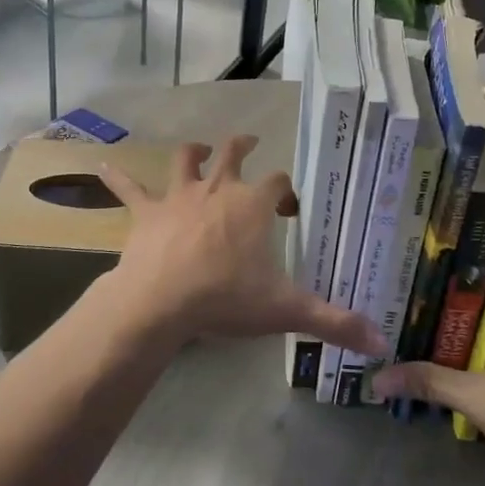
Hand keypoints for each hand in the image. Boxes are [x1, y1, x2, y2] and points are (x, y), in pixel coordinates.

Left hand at [100, 136, 385, 355]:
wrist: (161, 301)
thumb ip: (334, 323)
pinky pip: (129, 189)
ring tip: (198, 149)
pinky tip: (103, 167)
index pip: (278, 184)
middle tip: (251, 143)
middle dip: (244, 147)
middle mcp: (218, 190)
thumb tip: (381, 343)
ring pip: (186, 161)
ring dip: (193, 152)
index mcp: (253, 206)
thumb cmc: (226, 298)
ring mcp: (179, 197)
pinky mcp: (146, 212)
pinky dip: (118, 178)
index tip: (291, 207)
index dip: (286, 192)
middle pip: (233, 155)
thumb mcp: (285, 310)